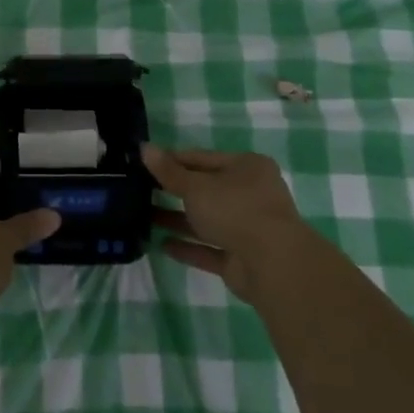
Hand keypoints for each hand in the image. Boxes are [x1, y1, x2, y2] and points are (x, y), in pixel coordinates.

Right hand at [144, 144, 313, 304]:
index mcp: (246, 167)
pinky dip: (189, 247)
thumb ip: (168, 171)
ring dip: (178, 220)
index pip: (203, 158)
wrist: (272, 264)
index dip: (173, 160)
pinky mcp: (242, 258)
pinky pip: (210, 249)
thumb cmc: (235, 209)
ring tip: (144, 217)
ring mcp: (248, 228)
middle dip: (175, 192)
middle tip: (141, 191)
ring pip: (207, 220)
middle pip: (206, 190)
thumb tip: (144, 147)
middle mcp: (250, 194)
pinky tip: (162, 245)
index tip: (145, 163)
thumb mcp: (196, 186)